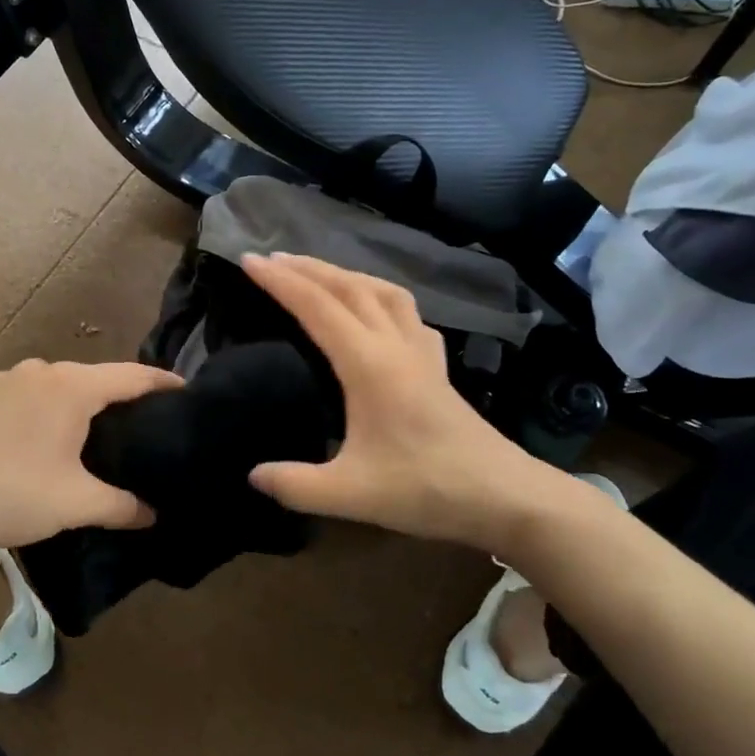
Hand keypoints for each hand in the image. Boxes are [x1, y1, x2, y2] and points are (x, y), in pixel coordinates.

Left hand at [0, 359, 182, 549]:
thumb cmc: (11, 494)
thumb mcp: (75, 504)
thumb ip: (121, 506)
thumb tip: (153, 515)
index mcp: (72, 387)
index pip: (132, 376)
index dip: (163, 383)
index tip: (186, 391)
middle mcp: (41, 371)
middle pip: (95, 377)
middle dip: (121, 396)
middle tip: (143, 423)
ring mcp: (6, 379)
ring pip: (59, 384)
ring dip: (80, 403)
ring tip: (95, 432)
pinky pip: (29, 394)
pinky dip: (47, 408)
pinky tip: (42, 437)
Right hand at [243, 254, 583, 548]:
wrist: (505, 496)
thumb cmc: (427, 489)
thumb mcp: (351, 495)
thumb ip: (295, 485)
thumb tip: (252, 475)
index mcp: (369, 365)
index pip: (317, 308)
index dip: (280, 282)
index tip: (249, 261)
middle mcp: (395, 346)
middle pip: (349, 288)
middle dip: (307, 268)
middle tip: (271, 259)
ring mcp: (422, 352)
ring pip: (381, 292)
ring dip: (344, 274)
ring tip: (317, 273)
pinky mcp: (437, 366)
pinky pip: (405, 312)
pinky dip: (379, 296)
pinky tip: (374, 310)